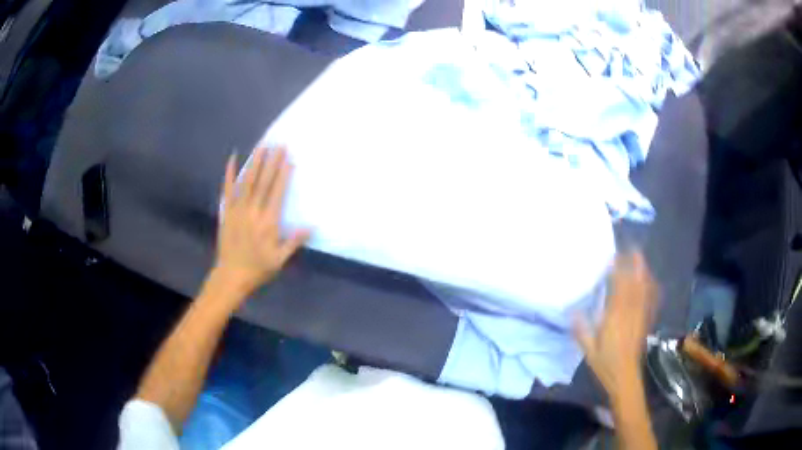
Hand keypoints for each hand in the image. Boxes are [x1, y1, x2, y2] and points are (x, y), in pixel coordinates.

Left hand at [214, 147, 309, 296]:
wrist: (230, 276)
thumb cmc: (258, 268)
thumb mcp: (280, 260)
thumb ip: (294, 242)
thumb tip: (311, 226)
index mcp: (268, 222)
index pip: (277, 192)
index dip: (283, 174)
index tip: (289, 159)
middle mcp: (252, 211)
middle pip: (263, 182)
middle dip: (271, 162)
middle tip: (278, 144)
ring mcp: (237, 209)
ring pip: (246, 182)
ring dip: (254, 162)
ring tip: (261, 146)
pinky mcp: (226, 212)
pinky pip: (227, 189)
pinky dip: (229, 173)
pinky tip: (232, 158)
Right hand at [574, 252, 656, 401]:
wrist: (625, 377)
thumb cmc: (605, 364)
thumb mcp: (589, 350)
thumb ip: (581, 330)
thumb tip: (571, 310)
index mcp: (615, 318)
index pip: (619, 289)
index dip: (618, 271)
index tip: (613, 257)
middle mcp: (630, 313)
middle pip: (635, 284)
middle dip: (634, 265)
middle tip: (632, 248)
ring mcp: (641, 316)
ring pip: (644, 289)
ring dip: (643, 272)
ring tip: (640, 258)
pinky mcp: (646, 321)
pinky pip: (651, 300)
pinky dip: (651, 287)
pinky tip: (650, 280)